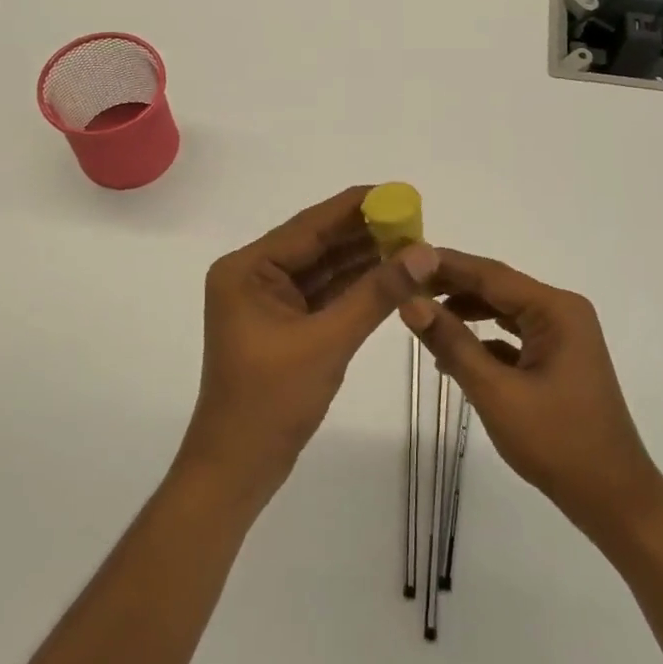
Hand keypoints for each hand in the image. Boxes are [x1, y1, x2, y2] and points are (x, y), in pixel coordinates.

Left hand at [180, 185, 437, 504]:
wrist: (237, 469)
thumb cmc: (271, 402)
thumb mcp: (328, 341)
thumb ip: (377, 292)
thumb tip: (425, 250)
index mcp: (248, 268)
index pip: (310, 225)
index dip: (358, 207)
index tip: (401, 193)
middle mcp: (255, 275)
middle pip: (318, 242)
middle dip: (366, 233)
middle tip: (416, 221)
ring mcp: (269, 300)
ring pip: (325, 268)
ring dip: (365, 258)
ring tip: (413, 245)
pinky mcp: (285, 324)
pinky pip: (325, 293)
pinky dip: (356, 286)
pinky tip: (392, 275)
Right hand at [401, 249, 662, 543]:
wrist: (613, 499)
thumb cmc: (557, 443)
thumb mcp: (496, 392)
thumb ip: (453, 343)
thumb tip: (410, 303)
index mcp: (556, 310)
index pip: (490, 274)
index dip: (445, 264)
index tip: (404, 258)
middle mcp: (562, 312)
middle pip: (497, 287)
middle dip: (451, 286)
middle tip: (403, 284)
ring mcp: (562, 336)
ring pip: (503, 310)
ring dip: (464, 312)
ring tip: (419, 313)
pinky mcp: (557, 359)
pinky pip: (512, 336)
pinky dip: (482, 339)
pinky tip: (450, 352)